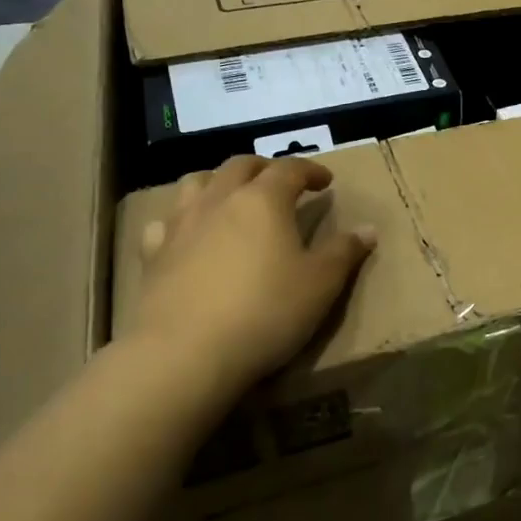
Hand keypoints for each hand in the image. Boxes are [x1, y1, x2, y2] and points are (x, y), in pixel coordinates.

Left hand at [127, 156, 376, 405]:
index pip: (290, 168)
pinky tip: (189, 236)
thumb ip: (344, 252)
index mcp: (263, 200)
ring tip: (233, 198)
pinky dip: (181, 219)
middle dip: (265, 168)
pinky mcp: (152, 256)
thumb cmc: (266, 312)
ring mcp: (181, 225)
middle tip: (281, 183)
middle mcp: (220, 200)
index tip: (326, 181)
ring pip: (197, 183)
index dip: (311, 170)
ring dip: (219, 182)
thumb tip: (367, 229)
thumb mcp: (321, 284)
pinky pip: (165, 222)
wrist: (186, 354)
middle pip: (240, 166)